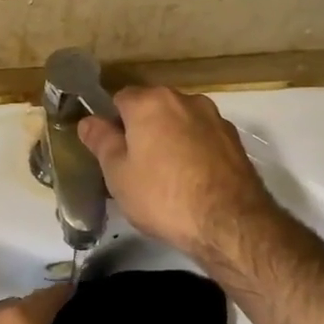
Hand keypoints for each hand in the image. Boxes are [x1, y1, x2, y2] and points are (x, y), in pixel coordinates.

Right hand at [78, 86, 275, 260]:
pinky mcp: (235, 141)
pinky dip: (194, 152)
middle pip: (152, 108)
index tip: (110, 151)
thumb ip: (101, 141)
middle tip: (134, 167)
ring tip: (166, 178)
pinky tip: (192, 182)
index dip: (111, 124)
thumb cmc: (163, 196)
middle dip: (142, 130)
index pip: (119, 99)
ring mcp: (214, 118)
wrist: (230, 224)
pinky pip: (203, 139)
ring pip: (180, 123)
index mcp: (150, 102)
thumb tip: (88, 120)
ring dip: (170, 140)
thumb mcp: (118, 173)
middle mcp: (185, 99)